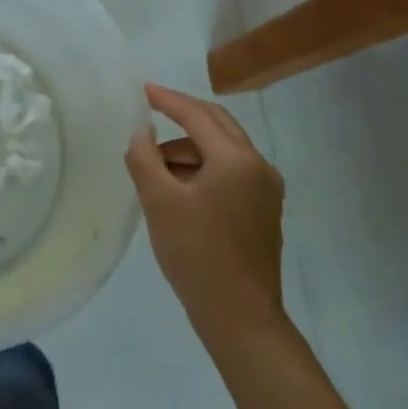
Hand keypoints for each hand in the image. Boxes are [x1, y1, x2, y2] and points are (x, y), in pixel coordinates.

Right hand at [125, 83, 286, 341]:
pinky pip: (231, 171)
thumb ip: (144, 157)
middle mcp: (259, 166)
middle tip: (152, 109)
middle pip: (217, 124)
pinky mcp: (264, 211)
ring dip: (190, 147)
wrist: (241, 319)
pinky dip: (204, 167)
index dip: (168, 99)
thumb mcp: (159, 202)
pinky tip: (179, 186)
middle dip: (183, 115)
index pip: (197, 115)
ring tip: (155, 165)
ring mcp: (266, 190)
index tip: (143, 89)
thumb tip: (141, 132)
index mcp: (236, 159)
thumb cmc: (197, 255)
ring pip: (224, 149)